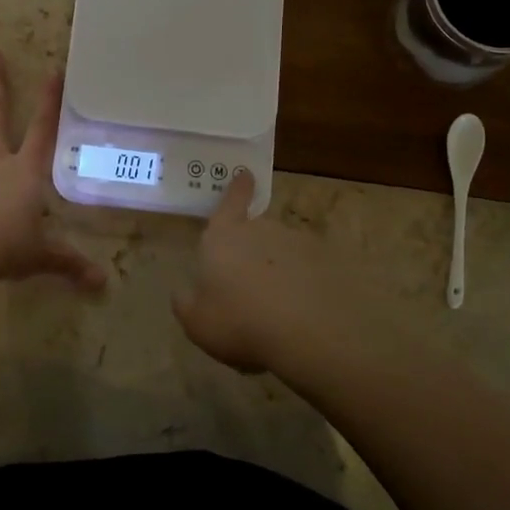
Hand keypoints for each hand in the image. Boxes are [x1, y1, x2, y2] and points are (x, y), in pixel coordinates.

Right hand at [172, 170, 346, 372]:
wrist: (305, 334)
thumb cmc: (237, 321)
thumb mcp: (195, 321)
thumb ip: (185, 301)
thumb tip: (183, 291)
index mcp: (224, 236)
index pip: (231, 201)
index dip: (237, 189)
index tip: (246, 174)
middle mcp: (261, 230)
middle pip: (256, 230)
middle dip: (252, 249)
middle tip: (249, 284)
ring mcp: (296, 244)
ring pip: (282, 250)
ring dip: (278, 268)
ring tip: (276, 306)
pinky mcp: (325, 263)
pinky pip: (308, 269)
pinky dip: (303, 283)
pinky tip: (300, 313)